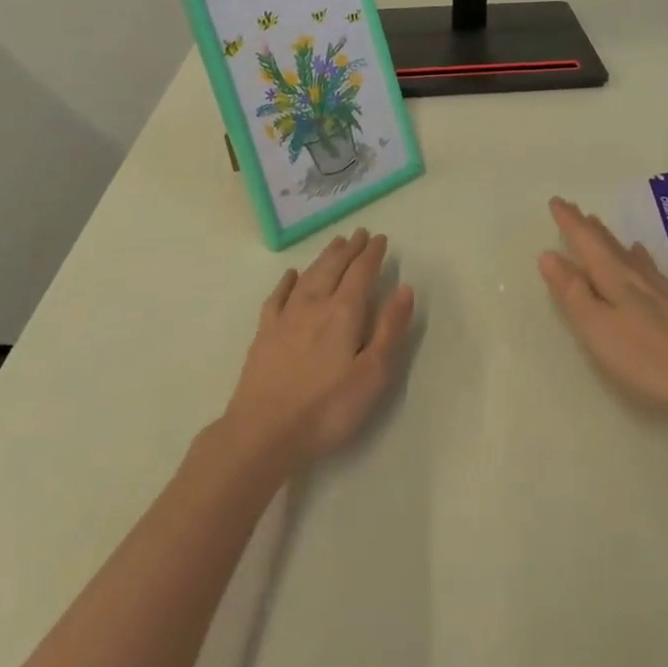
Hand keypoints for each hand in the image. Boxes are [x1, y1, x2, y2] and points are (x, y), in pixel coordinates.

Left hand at [224, 229, 414, 469]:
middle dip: (349, 249)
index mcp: (343, 312)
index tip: (380, 238)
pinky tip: (291, 274)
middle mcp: (314, 305)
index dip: (372, 254)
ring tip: (335, 244)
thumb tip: (404, 288)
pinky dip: (287, 281)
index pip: (361, 273)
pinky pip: (277, 296)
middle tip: (359, 233)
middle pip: (333, 267)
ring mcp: (285, 317)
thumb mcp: (372, 375)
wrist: (263, 433)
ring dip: (323, 258)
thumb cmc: (327, 408)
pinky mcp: (264, 333)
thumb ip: (390, 329)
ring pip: (308, 276)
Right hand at [538, 197, 667, 422]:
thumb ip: (573, 293)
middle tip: (574, 209)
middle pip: (607, 245)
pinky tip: (642, 256)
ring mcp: (661, 291)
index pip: (586, 242)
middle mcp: (637, 277)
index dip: (570, 223)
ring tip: (598, 224)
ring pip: (628, 255)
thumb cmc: (647, 358)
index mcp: (614, 278)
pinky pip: (649, 269)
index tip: (556, 201)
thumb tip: (548, 255)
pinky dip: (638, 258)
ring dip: (610, 239)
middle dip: (587, 227)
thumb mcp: (598, 329)